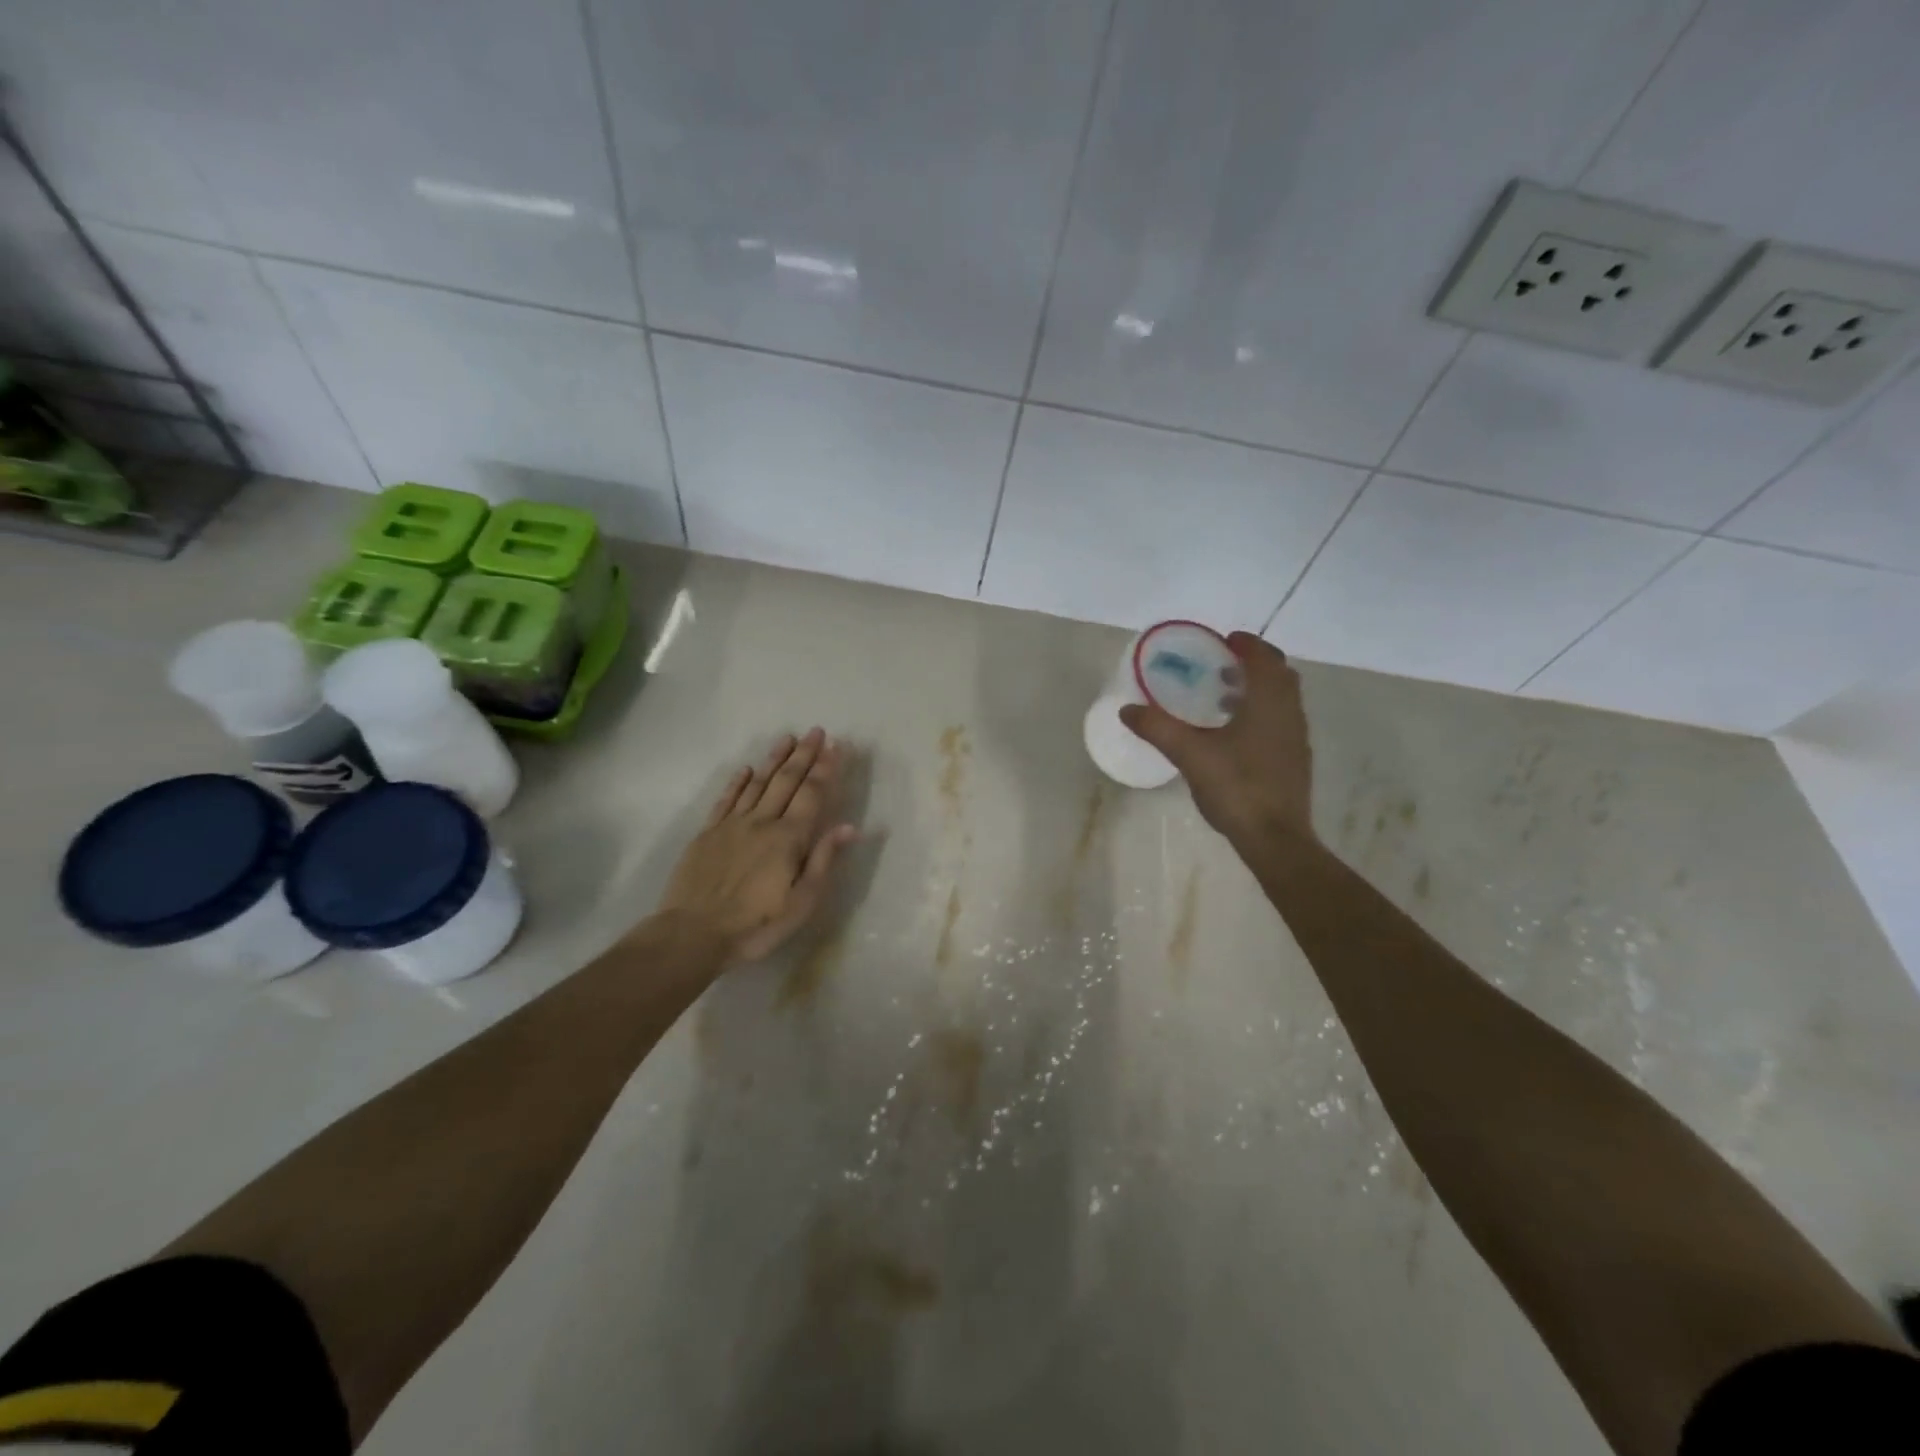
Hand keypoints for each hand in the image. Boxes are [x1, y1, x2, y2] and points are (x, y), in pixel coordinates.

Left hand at [654, 729, 858, 963]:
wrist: (692, 934)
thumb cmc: (755, 925)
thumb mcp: (801, 903)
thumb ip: (823, 861)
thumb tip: (848, 827)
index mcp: (788, 838)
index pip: (812, 794)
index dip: (826, 769)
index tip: (836, 745)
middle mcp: (762, 822)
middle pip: (786, 781)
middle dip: (804, 755)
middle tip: (816, 731)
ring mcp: (732, 825)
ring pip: (757, 783)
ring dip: (774, 759)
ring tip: (788, 738)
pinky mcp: (707, 833)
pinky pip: (726, 799)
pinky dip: (738, 781)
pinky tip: (746, 769)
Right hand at [1119, 632, 1314, 848]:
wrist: (1275, 838)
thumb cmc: (1236, 787)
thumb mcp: (1190, 754)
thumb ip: (1158, 728)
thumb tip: (1127, 709)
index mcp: (1269, 702)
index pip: (1265, 658)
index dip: (1246, 644)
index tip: (1224, 640)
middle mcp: (1289, 713)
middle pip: (1278, 675)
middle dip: (1253, 664)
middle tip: (1221, 665)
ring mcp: (1295, 738)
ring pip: (1281, 700)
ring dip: (1256, 690)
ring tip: (1222, 697)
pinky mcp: (1294, 760)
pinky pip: (1279, 721)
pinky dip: (1260, 713)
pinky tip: (1232, 735)